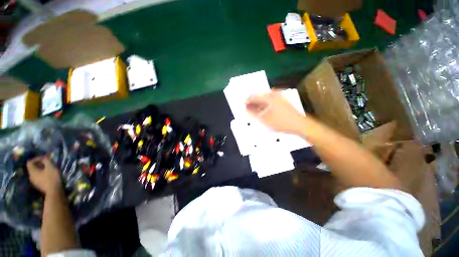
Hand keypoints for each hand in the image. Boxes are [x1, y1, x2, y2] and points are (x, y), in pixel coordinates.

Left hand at [26, 156, 61, 195]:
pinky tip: (49, 175)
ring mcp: (34, 182)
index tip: (45, 158)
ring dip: (41, 169)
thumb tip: (45, 156)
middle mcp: (30, 176)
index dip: (36, 158)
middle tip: (47, 162)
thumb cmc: (52, 178)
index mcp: (32, 171)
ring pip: (36, 172)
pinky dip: (42, 174)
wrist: (54, 192)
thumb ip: (46, 160)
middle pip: (32, 167)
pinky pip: (38, 177)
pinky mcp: (39, 185)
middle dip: (40, 164)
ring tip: (49, 168)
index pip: (30, 162)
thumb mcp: (50, 167)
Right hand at [246, 91, 305, 133]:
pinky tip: (263, 110)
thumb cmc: (281, 122)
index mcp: (269, 98)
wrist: (299, 125)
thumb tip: (247, 109)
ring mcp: (280, 98)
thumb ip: (254, 114)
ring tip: (254, 110)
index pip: (255, 97)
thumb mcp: (265, 119)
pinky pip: (270, 101)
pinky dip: (265, 105)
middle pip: (260, 96)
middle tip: (248, 108)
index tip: (243, 104)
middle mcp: (274, 95)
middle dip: (253, 102)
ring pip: (265, 99)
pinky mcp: (283, 102)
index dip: (248, 101)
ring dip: (259, 104)